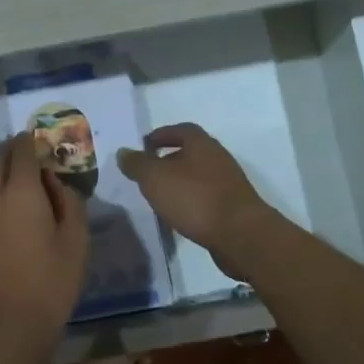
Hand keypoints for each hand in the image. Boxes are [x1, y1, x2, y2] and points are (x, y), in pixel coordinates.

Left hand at [0, 133, 88, 363]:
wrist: (3, 329)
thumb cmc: (49, 284)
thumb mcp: (75, 243)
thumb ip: (69, 203)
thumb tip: (58, 182)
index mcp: (21, 192)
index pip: (22, 150)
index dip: (32, 140)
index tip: (43, 137)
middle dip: (14, 152)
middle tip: (34, 156)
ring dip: (6, 175)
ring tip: (29, 185)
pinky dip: (0, 198)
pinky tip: (17, 216)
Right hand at [116, 124, 274, 279]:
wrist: (240, 234)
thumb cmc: (194, 198)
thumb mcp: (154, 178)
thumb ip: (137, 164)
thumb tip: (124, 152)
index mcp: (201, 143)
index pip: (180, 129)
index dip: (160, 135)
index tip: (143, 147)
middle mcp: (218, 157)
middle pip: (190, 152)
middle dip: (168, 160)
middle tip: (148, 173)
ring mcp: (229, 182)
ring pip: (198, 175)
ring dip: (180, 182)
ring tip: (160, 196)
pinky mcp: (233, 206)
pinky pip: (206, 196)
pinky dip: (191, 200)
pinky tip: (180, 214)